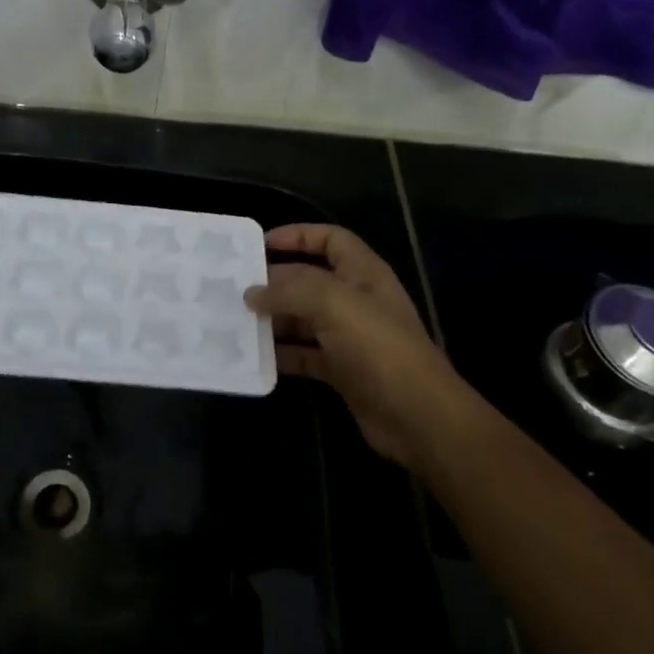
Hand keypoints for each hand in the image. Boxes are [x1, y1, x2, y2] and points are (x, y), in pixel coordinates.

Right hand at [246, 224, 461, 467]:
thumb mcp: (334, 304)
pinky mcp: (343, 371)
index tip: (261, 245)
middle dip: (276, 283)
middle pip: (310, 281)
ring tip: (237, 321)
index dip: (298, 236)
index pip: (331, 240)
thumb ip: (290, 290)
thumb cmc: (379, 348)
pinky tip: (255, 357)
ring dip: (274, 320)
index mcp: (363, 274)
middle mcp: (357, 301)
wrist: (418, 417)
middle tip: (236, 288)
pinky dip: (282, 355)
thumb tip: (252, 292)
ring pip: (304, 320)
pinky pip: (305, 355)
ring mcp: (350, 338)